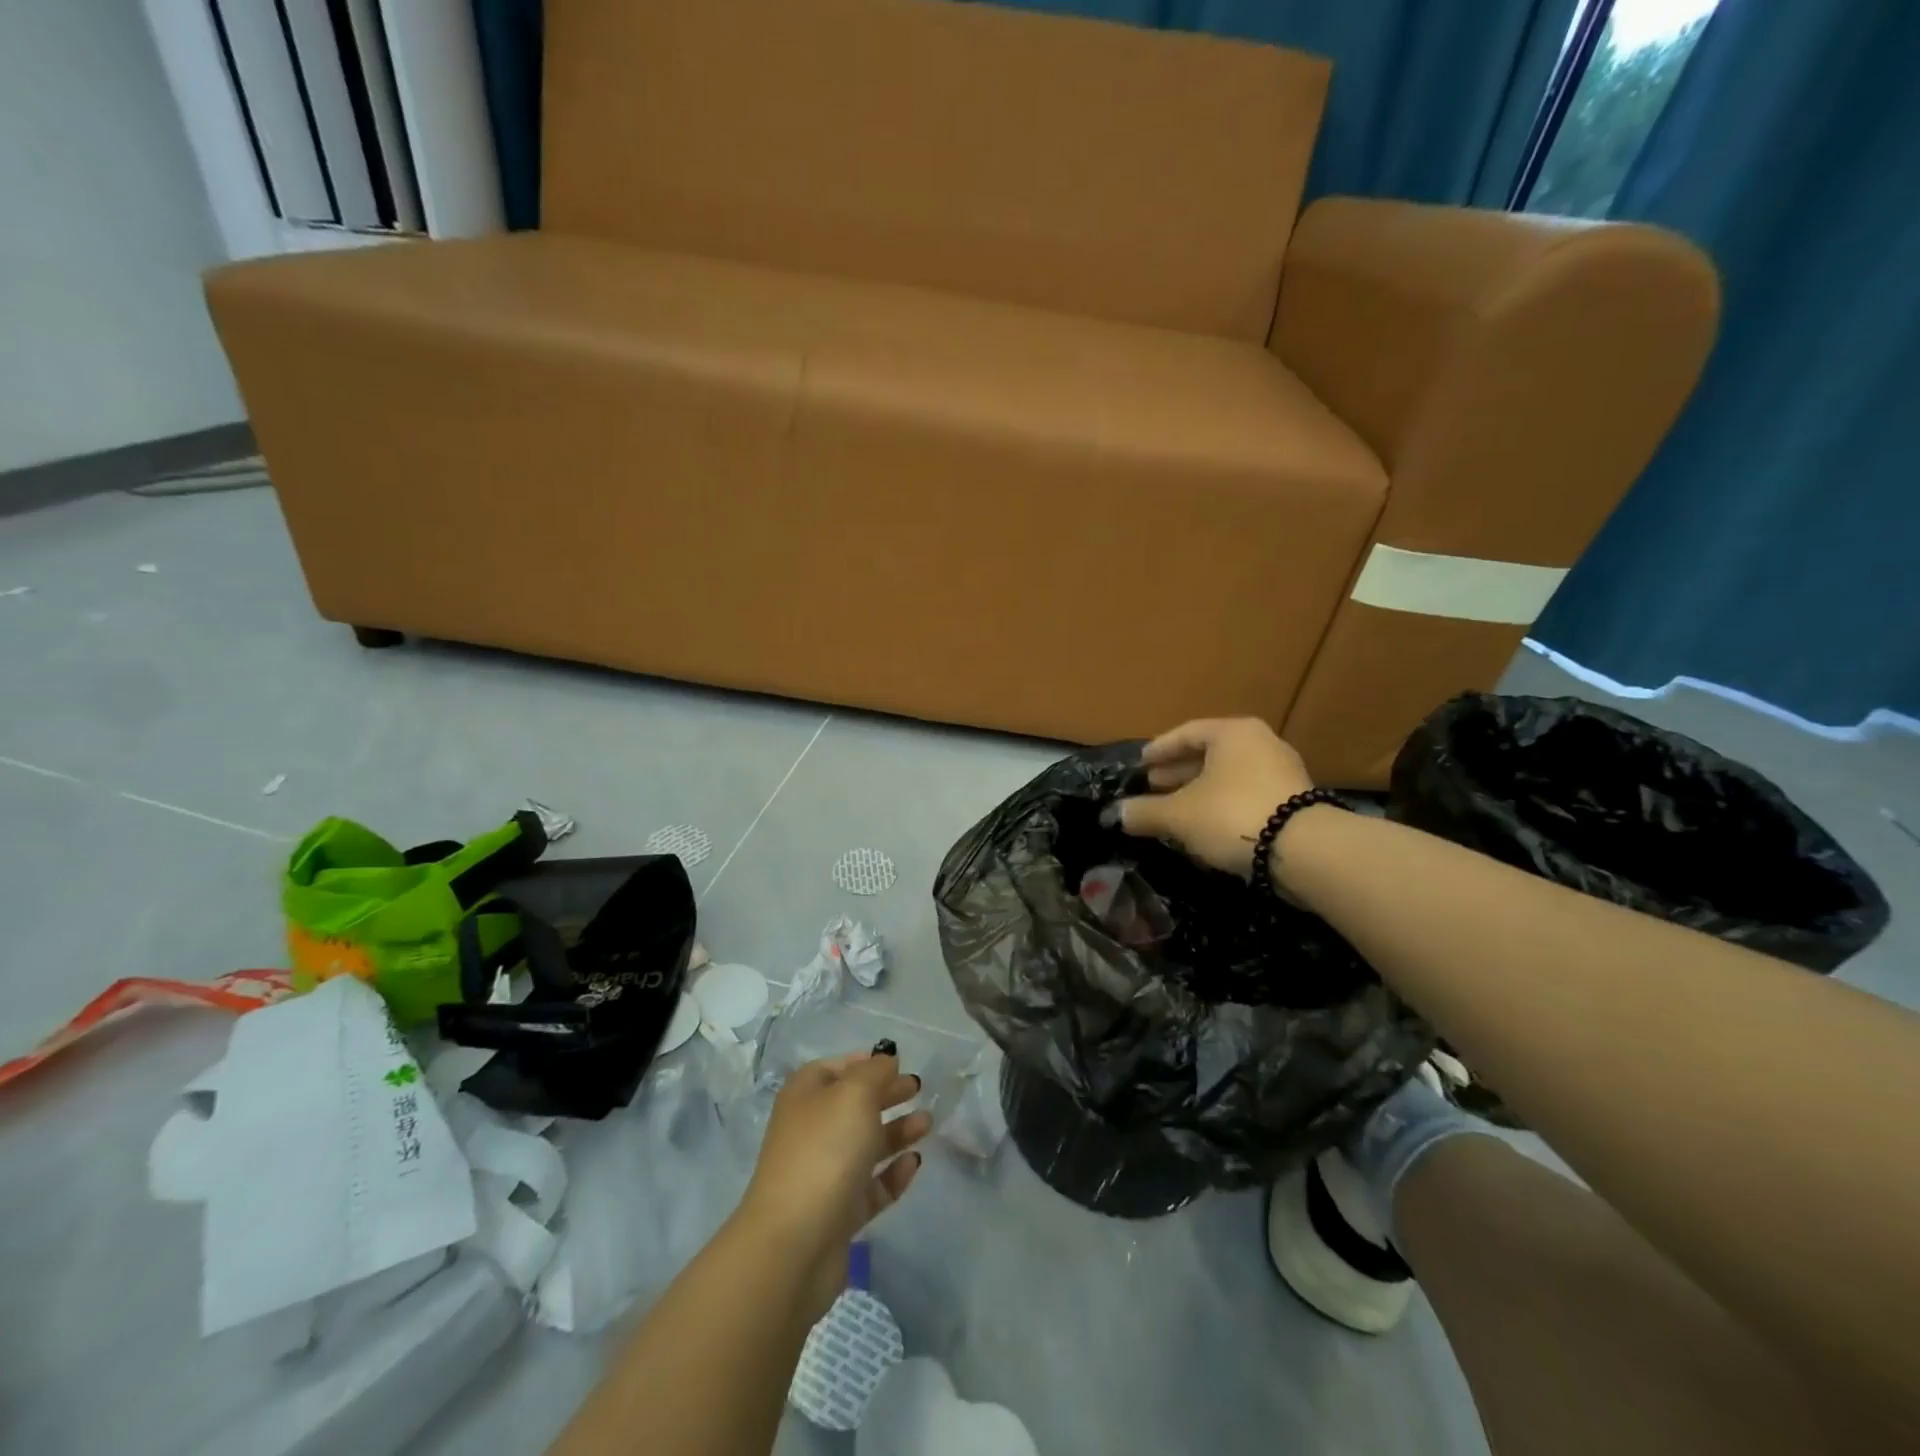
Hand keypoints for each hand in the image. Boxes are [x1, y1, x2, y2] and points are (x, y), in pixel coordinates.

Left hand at [735, 1053, 931, 1320]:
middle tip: (919, 1089)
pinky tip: (914, 1163)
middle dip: (885, 1095)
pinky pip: (870, 1186)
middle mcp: (811, 1131)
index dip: (864, 1063)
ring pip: (865, 1145)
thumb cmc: (824, 1151)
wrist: (794, 1244)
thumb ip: (875, 1072)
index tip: (896, 1062)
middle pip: (852, 1106)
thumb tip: (885, 1061)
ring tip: (928, 1123)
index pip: (835, 1069)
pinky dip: (892, 1173)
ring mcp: (823, 1174)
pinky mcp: (838, 1213)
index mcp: (805, 1096)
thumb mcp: (854, 1094)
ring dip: (896, 1131)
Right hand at [1108, 718, 1313, 878]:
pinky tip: (1206, 827)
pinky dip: (1223, 805)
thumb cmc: (1232, 815)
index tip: (1140, 764)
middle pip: (1210, 754)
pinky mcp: (1296, 802)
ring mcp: (1283, 772)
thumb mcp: (1178, 815)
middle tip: (1154, 786)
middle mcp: (1261, 743)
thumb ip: (1145, 812)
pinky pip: (1247, 795)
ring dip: (1200, 791)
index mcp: (1233, 733)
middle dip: (1179, 772)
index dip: (1159, 749)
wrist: (1304, 850)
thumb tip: (1117, 814)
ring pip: (1229, 777)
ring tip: (1176, 810)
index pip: (1187, 733)